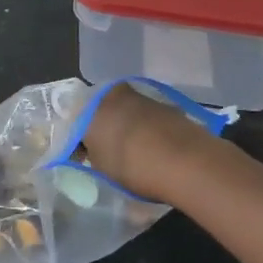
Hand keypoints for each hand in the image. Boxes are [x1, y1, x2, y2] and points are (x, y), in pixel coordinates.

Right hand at [81, 82, 224, 202]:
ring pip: (127, 113)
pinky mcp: (167, 105)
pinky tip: (154, 151)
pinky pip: (148, 119)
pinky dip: (147, 131)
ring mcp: (143, 97)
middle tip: (107, 155)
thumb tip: (96, 152)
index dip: (79, 144)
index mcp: (91, 106)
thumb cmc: (132, 166)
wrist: (186, 161)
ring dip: (127, 129)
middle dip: (104, 130)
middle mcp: (114, 94)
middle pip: (103, 112)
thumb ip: (94, 155)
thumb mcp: (101, 168)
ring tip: (134, 155)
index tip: (84, 160)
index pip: (76, 123)